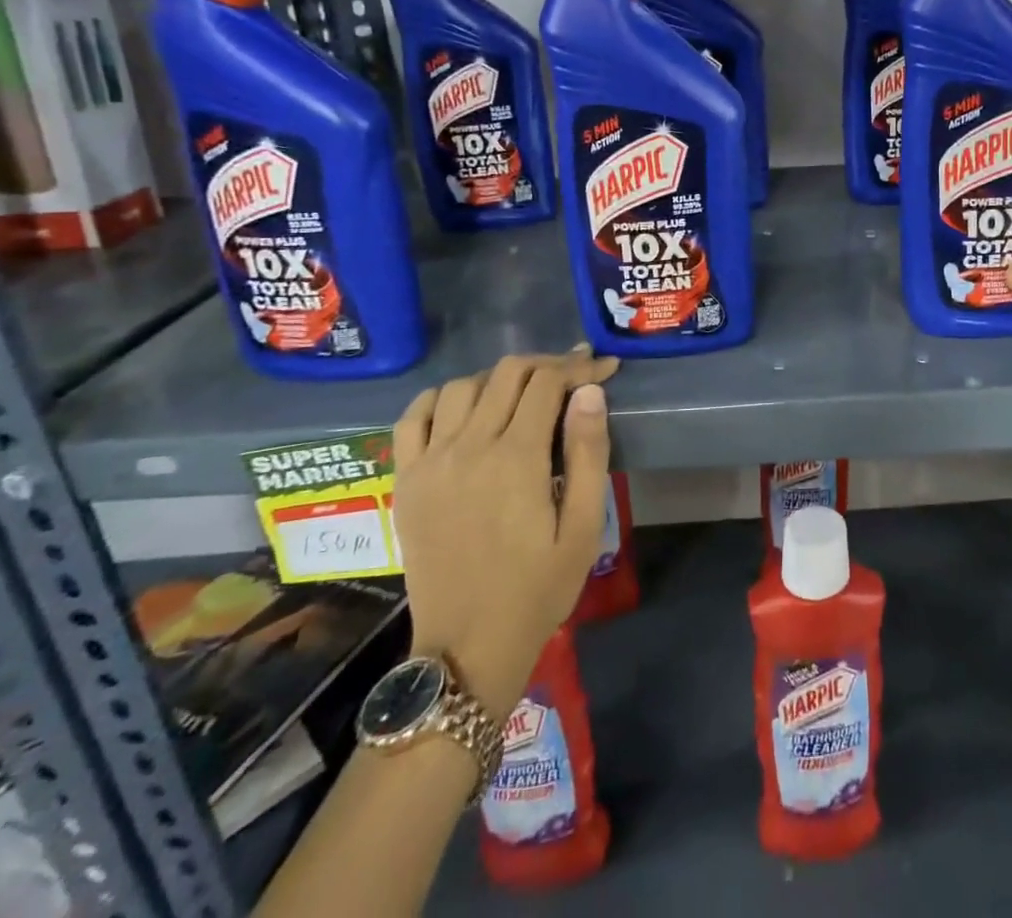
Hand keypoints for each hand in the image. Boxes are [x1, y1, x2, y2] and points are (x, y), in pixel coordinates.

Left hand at [391, 349, 618, 713]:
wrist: (467, 647)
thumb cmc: (538, 588)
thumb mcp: (583, 527)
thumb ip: (587, 453)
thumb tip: (589, 391)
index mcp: (516, 458)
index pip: (548, 382)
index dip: (580, 366)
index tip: (604, 367)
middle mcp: (469, 447)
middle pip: (507, 373)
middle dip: (547, 365)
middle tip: (573, 376)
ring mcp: (431, 461)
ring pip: (463, 386)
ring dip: (499, 378)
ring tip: (524, 393)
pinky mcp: (407, 479)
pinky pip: (413, 416)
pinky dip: (440, 398)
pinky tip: (464, 406)